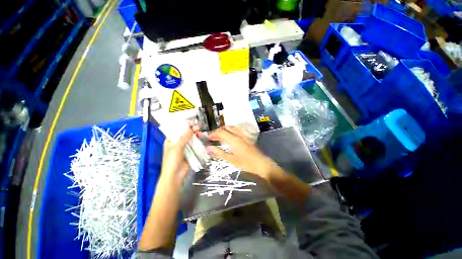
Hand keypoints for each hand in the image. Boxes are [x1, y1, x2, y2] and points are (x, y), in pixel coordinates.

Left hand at [161, 125, 196, 185]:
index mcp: (170, 141)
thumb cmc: (172, 161)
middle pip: (185, 134)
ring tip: (200, 131)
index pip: (177, 131)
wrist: (175, 175)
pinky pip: (194, 145)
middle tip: (198, 126)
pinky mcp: (190, 152)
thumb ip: (184, 138)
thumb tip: (191, 128)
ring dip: (195, 135)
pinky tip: (201, 138)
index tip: (191, 122)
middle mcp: (177, 143)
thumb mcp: (177, 148)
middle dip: (191, 130)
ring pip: (190, 139)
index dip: (183, 126)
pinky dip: (197, 141)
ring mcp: (184, 147)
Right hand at [207, 126, 275, 178]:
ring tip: (219, 136)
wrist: (261, 163)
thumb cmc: (246, 163)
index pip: (221, 132)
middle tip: (212, 137)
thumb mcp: (231, 159)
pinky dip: (230, 131)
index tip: (207, 137)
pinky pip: (236, 130)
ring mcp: (243, 135)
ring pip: (231, 128)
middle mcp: (238, 135)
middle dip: (218, 131)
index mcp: (233, 140)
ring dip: (224, 130)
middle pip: (226, 128)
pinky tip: (229, 137)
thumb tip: (209, 147)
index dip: (213, 133)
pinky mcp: (246, 137)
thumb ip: (219, 153)